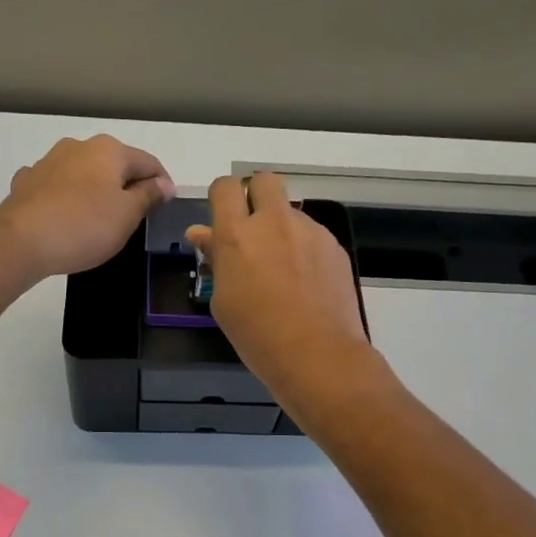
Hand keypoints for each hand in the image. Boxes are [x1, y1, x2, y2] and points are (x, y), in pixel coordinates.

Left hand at [0, 136, 174, 278]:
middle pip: (114, 165)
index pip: (148, 162)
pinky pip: (57, 187)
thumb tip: (165, 183)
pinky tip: (65, 216)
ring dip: (96, 190)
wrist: (20, 241)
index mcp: (109, 150)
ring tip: (100, 219)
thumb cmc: (84, 226)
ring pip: (83, 174)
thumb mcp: (127, 215)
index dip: (162, 184)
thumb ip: (148, 196)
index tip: (166, 207)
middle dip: (127, 186)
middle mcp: (78, 146)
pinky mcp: (26, 182)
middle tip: (135, 217)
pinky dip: (67, 197)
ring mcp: (48, 161)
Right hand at [185, 173, 378, 411]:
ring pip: (291, 212)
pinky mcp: (334, 246)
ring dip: (282, 229)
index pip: (225, 187)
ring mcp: (309, 232)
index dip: (222, 199)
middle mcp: (274, 223)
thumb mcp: (222, 300)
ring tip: (283, 272)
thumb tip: (202, 234)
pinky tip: (306, 284)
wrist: (317, 355)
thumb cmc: (257, 336)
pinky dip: (304, 250)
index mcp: (238, 235)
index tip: (223, 220)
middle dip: (255, 197)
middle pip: (264, 181)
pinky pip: (312, 236)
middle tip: (253, 231)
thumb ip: (215, 259)